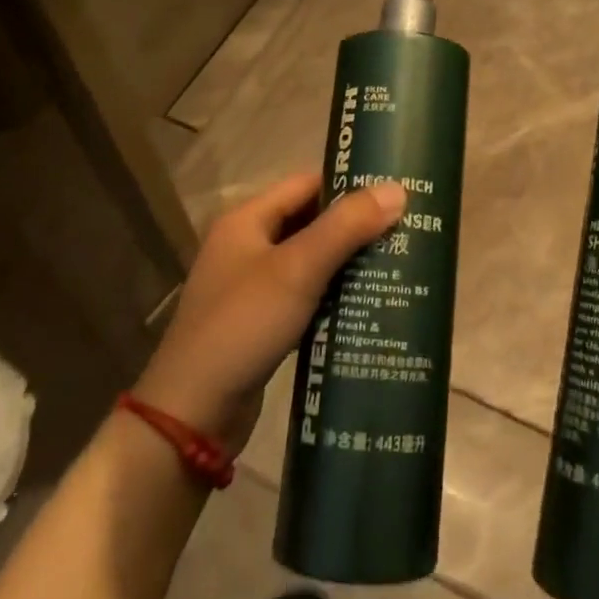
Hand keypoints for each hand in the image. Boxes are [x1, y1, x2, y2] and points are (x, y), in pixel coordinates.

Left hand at [132, 174, 405, 453]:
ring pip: (311, 260)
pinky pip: (306, 295)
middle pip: (311, 221)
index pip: (306, 183)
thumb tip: (398, 189)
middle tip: (407, 229)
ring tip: (399, 263)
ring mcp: (252, 286)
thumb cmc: (243, 325)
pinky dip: (335, 294)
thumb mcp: (298, 270)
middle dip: (355, 225)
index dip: (349, 184)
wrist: (191, 415)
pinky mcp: (261, 322)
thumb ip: (347, 227)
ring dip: (349, 262)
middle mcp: (247, 246)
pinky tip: (370, 302)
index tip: (396, 190)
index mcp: (247, 220)